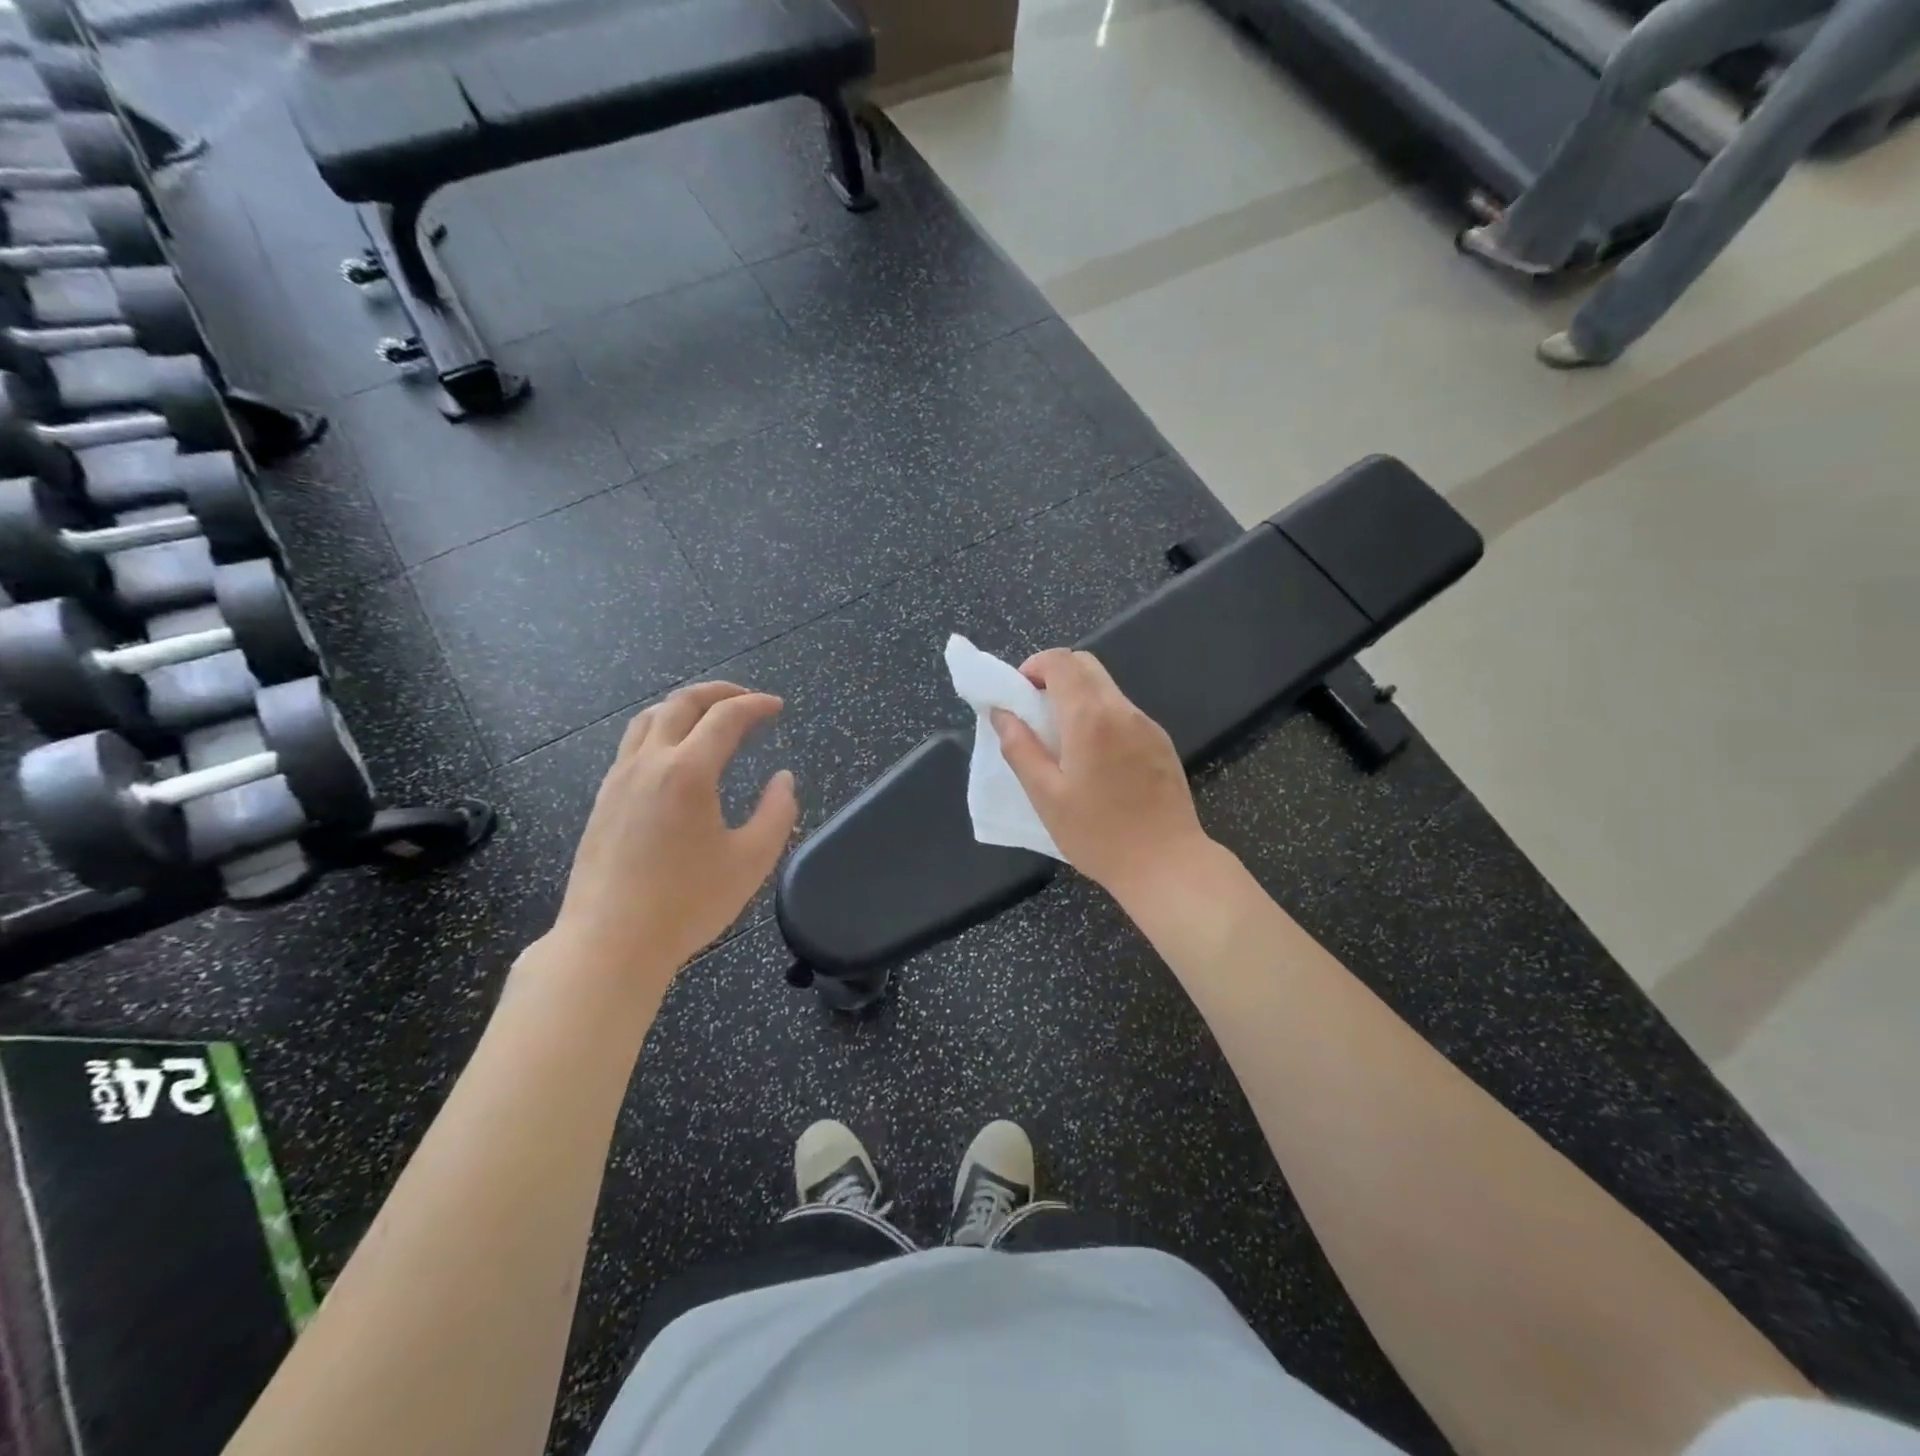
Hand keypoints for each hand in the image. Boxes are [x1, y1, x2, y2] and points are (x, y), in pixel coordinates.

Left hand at [545, 682, 797, 997]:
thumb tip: (783, 779)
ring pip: (649, 718)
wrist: (610, 942)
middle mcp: (649, 763)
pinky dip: (661, 731)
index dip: (755, 705)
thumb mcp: (751, 860)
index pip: (725, 717)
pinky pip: (632, 744)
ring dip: (684, 707)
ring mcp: (619, 779)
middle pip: (681, 703)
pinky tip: (675, 757)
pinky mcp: (603, 800)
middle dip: (719, 692)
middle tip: (747, 700)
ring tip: (709, 719)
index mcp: (688, 771)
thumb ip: (777, 812)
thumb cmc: (687, 903)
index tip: (777, 707)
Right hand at [991, 649, 1208, 904]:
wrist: (1167, 864)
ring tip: (1062, 742)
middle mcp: (1122, 710)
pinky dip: (1100, 717)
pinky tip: (1095, 761)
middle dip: (1054, 676)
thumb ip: (1020, 748)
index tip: (1018, 695)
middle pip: (1086, 665)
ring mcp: (1147, 725)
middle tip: (1035, 713)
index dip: (1033, 666)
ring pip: (1106, 688)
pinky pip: (1123, 713)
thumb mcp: (1046, 796)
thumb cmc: (1098, 834)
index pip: (1061, 661)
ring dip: (1077, 697)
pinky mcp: (1161, 742)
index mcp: (1090, 718)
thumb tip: (1001, 713)